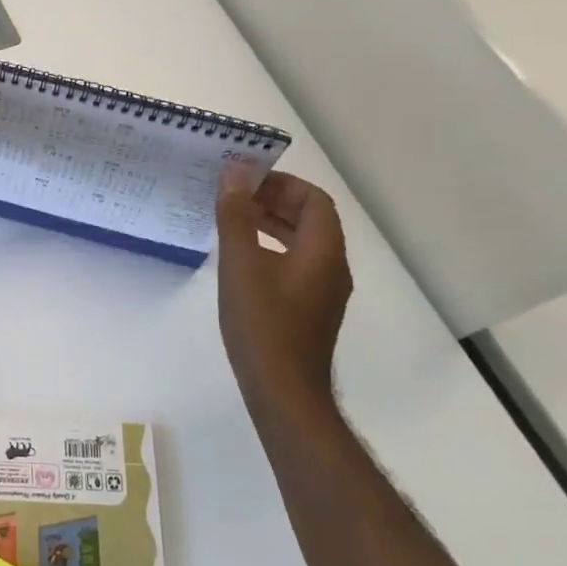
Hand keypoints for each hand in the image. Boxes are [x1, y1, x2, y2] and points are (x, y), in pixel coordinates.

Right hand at [216, 166, 351, 414]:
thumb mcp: (241, 263)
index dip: (283, 183)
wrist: (282, 391)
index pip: (314, 200)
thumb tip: (234, 173)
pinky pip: (297, 264)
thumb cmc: (262, 323)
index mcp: (324, 251)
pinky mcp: (311, 310)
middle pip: (312, 219)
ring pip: (304, 243)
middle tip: (235, 195)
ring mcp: (324, 292)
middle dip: (275, 200)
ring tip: (234, 220)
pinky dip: (273, 249)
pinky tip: (243, 260)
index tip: (246, 179)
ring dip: (273, 224)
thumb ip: (236, 215)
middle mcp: (332, 267)